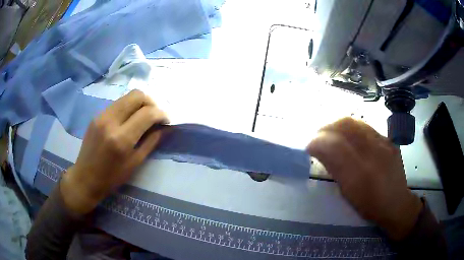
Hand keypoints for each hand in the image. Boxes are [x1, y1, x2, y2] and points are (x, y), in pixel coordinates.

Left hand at [60, 90, 168, 214]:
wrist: (85, 178)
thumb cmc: (112, 177)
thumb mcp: (135, 163)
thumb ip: (151, 141)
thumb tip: (165, 127)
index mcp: (121, 138)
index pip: (147, 113)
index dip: (161, 114)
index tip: (166, 120)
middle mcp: (110, 121)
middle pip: (136, 95)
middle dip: (151, 102)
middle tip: (155, 115)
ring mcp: (101, 115)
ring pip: (126, 96)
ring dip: (139, 103)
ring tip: (143, 116)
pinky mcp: (96, 115)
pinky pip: (117, 103)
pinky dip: (128, 107)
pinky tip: (129, 119)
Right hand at [307, 118, 422, 239]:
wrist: (396, 204)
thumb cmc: (370, 205)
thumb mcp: (349, 193)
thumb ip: (335, 168)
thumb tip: (319, 149)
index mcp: (362, 173)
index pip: (335, 145)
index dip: (318, 141)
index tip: (309, 146)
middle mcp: (374, 152)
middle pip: (346, 126)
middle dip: (326, 128)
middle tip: (318, 137)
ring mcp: (384, 142)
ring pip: (356, 123)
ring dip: (338, 125)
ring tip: (331, 133)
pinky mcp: (389, 140)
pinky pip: (367, 127)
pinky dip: (352, 128)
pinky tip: (349, 137)